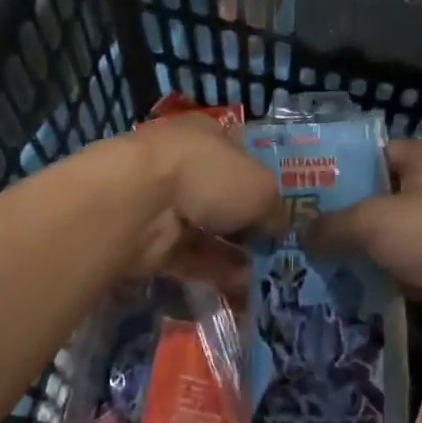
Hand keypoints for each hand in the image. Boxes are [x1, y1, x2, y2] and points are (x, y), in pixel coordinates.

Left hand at [113, 113, 283, 285]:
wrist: (141, 204)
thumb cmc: (209, 175)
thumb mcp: (261, 188)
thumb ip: (274, 208)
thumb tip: (277, 227)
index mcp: (207, 134)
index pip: (238, 154)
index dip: (260, 180)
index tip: (280, 209)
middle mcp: (183, 164)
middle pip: (222, 196)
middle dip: (247, 223)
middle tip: (274, 248)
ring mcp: (163, 203)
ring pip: (206, 230)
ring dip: (234, 253)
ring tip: (264, 276)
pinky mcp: (151, 240)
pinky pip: (190, 257)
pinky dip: (214, 271)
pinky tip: (241, 288)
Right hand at [307, 139, 421, 341]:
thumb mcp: (372, 222)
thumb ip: (332, 225)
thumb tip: (302, 234)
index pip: (377, 153)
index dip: (344, 167)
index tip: (311, 188)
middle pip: (383, 197)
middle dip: (348, 215)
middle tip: (308, 230)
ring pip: (395, 236)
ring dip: (365, 250)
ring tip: (321, 261)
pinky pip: (409, 267)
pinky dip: (386, 277)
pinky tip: (354, 288)